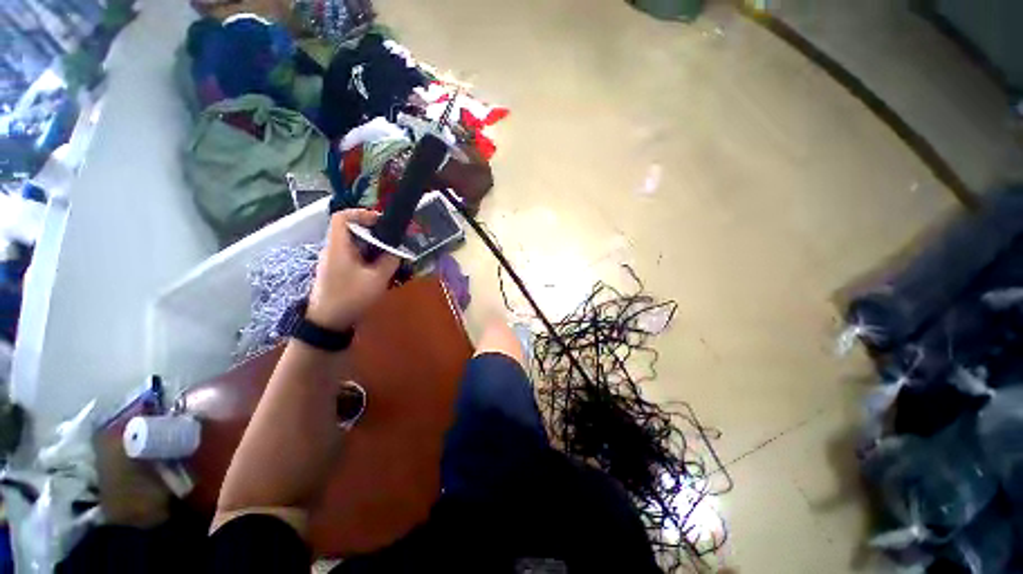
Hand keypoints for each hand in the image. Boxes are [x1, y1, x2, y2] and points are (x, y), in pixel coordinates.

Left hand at [307, 209, 399, 330]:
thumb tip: (398, 250)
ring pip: (353, 243)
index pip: (342, 217)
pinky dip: (367, 256)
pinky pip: (353, 255)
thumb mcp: (377, 278)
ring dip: (372, 245)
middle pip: (351, 229)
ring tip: (390, 254)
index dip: (361, 213)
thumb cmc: (351, 297)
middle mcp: (333, 249)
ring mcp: (333, 260)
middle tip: (392, 240)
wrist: (328, 322)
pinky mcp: (337, 271)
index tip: (381, 221)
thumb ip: (390, 261)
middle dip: (373, 232)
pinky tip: (380, 268)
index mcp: (338, 246)